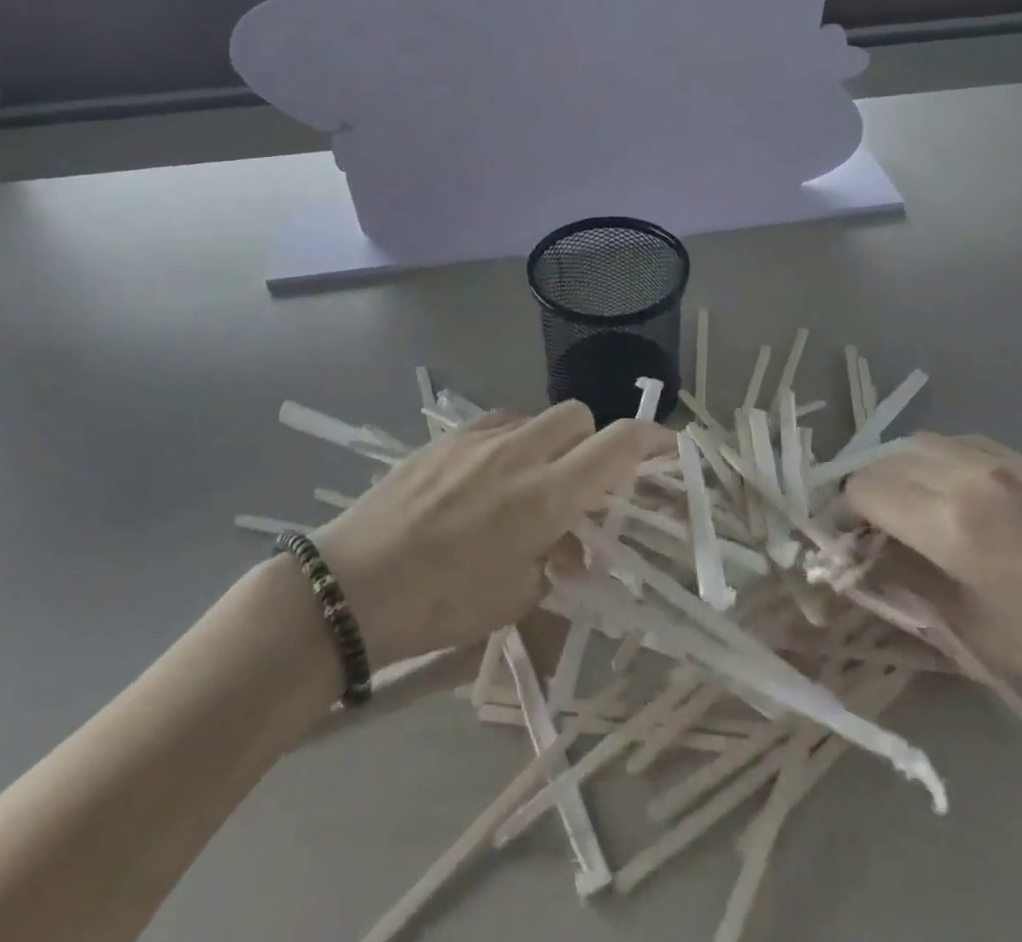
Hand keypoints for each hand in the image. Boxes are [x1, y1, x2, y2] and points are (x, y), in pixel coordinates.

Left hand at [314, 404, 672, 668]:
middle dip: (592, 443)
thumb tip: (572, 544)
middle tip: (581, 486)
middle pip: (579, 417)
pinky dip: (510, 444)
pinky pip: (497, 425)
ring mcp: (479, 438)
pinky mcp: (446, 437)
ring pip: (537, 418)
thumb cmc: (440, 605)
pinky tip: (487, 481)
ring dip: (549, 444)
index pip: (617, 446)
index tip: (669, 449)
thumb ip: (557, 561)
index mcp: (545, 496)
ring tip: (529, 487)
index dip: (652, 442)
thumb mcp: (515, 598)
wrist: (352, 585)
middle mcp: (519, 453)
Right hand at [845, 433, 1021, 733]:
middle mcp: (967, 474)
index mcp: (951, 522)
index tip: (849, 548)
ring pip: (916, 443)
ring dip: (899, 472)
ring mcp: (1001, 459)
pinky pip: (957, 442)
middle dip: (868, 494)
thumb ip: (910, 588)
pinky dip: (935, 461)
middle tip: (878, 536)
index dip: (844, 518)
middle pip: (882, 460)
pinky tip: (956, 496)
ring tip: (914, 513)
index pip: (862, 492)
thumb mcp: (980, 635)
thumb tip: (865, 562)